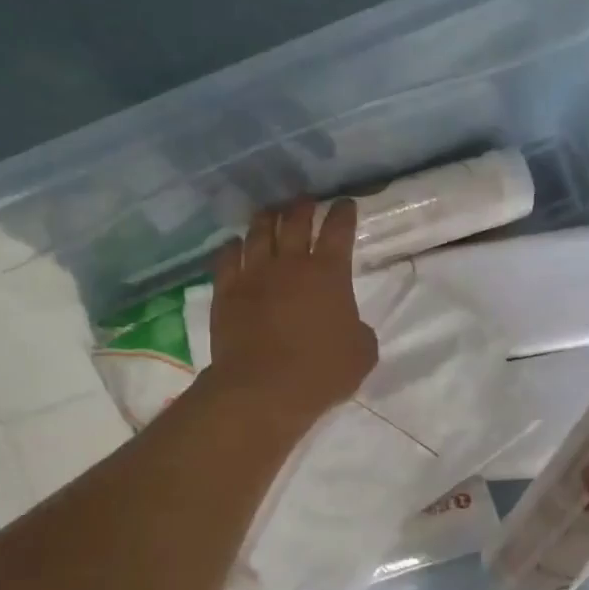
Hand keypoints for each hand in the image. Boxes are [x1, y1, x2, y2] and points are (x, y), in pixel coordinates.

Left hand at [203, 197, 378, 428]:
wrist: (263, 389)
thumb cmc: (320, 372)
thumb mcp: (362, 353)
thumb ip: (359, 330)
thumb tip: (350, 325)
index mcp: (329, 273)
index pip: (338, 230)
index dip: (343, 213)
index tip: (345, 203)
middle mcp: (290, 263)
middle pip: (295, 221)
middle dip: (303, 206)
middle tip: (305, 201)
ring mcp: (254, 274)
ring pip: (259, 232)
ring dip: (267, 218)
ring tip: (270, 212)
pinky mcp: (226, 292)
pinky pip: (227, 258)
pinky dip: (232, 247)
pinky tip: (234, 244)